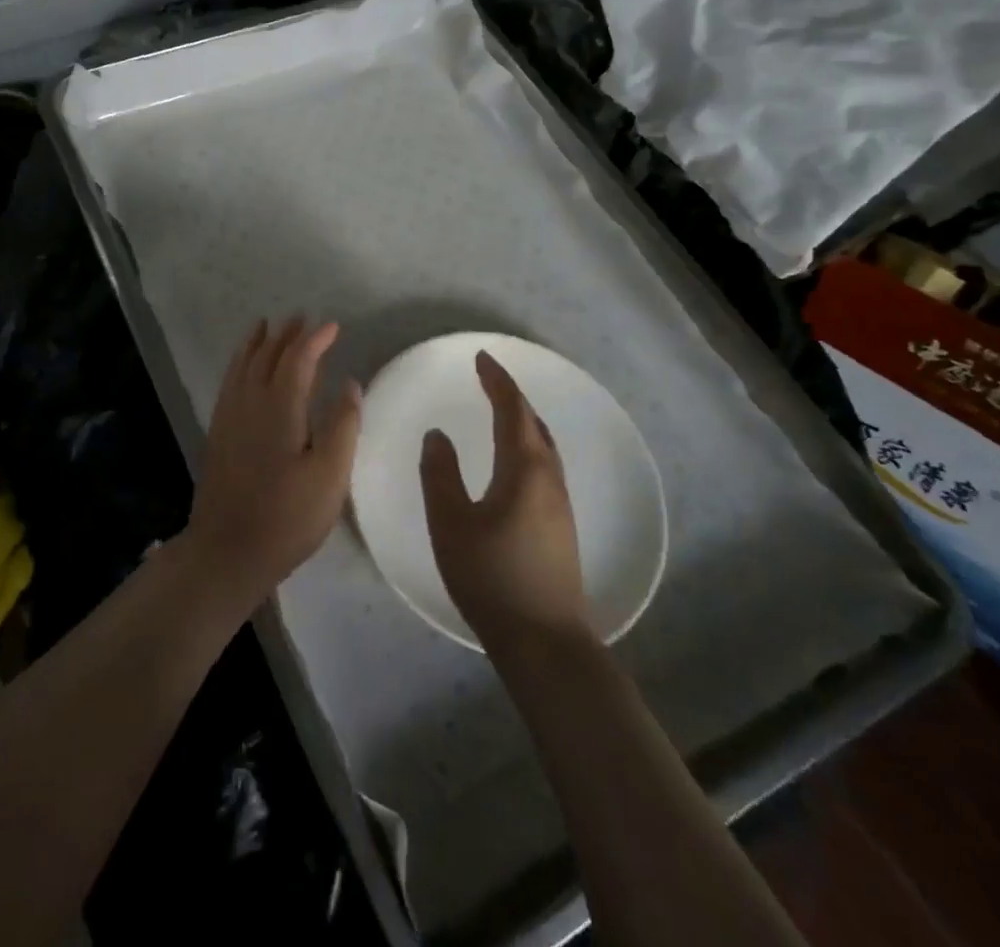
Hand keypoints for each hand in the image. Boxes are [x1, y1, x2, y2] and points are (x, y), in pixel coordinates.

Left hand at [185, 317, 361, 608]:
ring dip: (258, 343)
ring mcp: (229, 416)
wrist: (227, 549)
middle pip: (267, 356)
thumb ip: (342, 426)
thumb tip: (350, 383)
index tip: (333, 326)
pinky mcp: (218, 432)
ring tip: (266, 326)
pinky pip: (230, 381)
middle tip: (301, 318)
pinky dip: (239, 363)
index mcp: (280, 407)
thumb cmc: (287, 516)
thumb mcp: (330, 475)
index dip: (316, 339)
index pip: (298, 359)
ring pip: (243, 365)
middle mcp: (250, 401)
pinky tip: (242, 368)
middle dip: (286, 334)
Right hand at [420, 351, 586, 646]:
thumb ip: (440, 473)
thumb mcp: (450, 522)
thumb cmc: (491, 575)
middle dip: (512, 396)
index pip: (512, 410)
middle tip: (488, 380)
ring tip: (500, 412)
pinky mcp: (562, 526)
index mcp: (524, 469)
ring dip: (523, 421)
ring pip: (544, 446)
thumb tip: (437, 435)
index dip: (498, 381)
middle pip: (535, 423)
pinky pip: (545, 465)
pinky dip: (528, 445)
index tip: (481, 358)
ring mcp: (561, 504)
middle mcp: (549, 478)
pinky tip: (514, 462)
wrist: (543, 641)